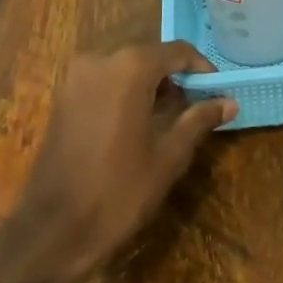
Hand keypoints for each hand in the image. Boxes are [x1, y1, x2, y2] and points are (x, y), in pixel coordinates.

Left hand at [13, 42, 237, 282]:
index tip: (218, 92)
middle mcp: (100, 61)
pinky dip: (126, 93)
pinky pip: (104, 83)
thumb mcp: (169, 157)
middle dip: (176, 78)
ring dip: (151, 86)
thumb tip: (229, 102)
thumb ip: (198, 120)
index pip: (177, 51)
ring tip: (171, 119)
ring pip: (126, 69)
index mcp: (130, 68)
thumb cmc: (118, 192)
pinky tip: (139, 125)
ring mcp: (75, 79)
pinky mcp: (63, 99)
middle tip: (198, 107)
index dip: (202, 69)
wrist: (52, 231)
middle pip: (150, 57)